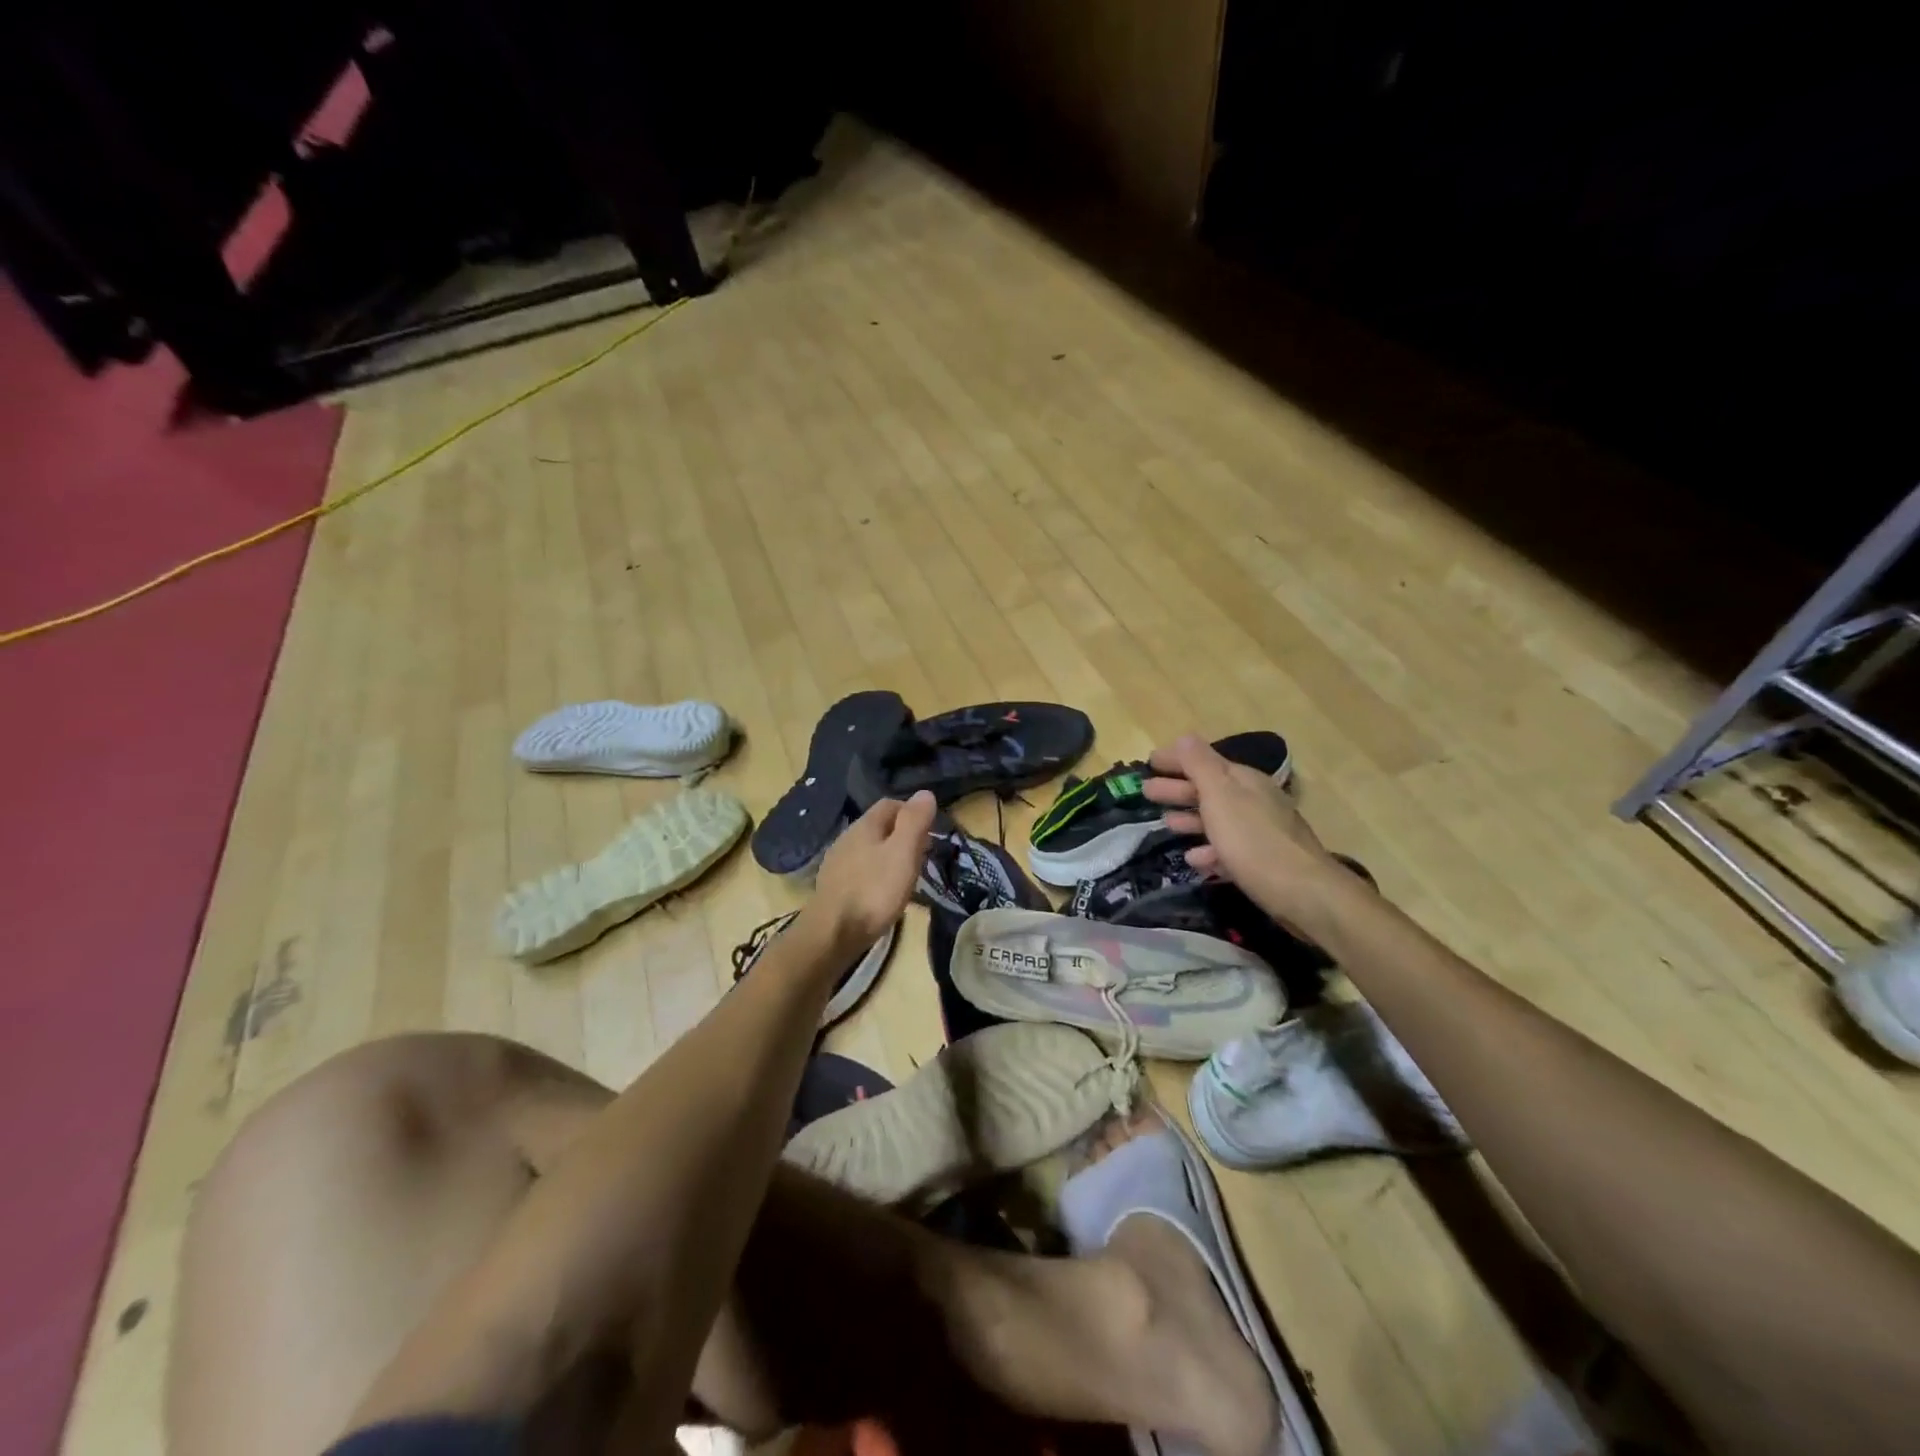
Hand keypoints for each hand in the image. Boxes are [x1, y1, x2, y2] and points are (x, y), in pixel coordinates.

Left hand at [809, 791, 936, 949]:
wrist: (832, 933)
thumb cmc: (874, 890)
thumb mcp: (903, 853)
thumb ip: (914, 822)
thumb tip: (925, 793)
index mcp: (865, 825)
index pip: (891, 804)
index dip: (912, 812)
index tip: (930, 832)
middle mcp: (847, 837)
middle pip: (879, 826)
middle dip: (902, 835)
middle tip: (922, 855)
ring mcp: (837, 862)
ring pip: (869, 849)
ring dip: (889, 856)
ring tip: (906, 876)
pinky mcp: (833, 886)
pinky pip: (860, 870)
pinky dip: (875, 874)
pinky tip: (882, 893)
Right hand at [1143, 735, 1348, 930]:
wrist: (1303, 893)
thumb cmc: (1254, 841)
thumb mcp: (1221, 796)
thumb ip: (1200, 766)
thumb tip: (1185, 737)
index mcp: (1244, 781)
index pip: (1204, 761)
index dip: (1176, 759)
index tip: (1149, 762)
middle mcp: (1254, 800)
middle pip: (1210, 789)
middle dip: (1178, 788)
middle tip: (1147, 791)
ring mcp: (1261, 832)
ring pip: (1218, 819)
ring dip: (1191, 818)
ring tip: (1166, 824)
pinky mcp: (1263, 862)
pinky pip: (1229, 849)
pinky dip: (1209, 849)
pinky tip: (1194, 859)